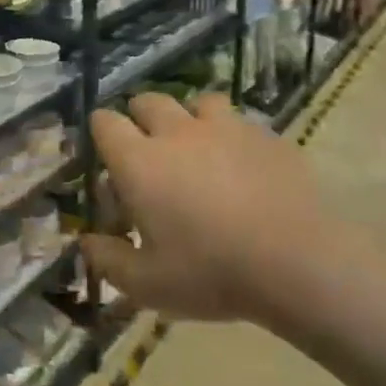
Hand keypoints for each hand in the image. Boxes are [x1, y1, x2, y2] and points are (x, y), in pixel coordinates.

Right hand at [80, 92, 324, 325]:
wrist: (298, 263)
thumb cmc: (210, 273)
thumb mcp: (146, 284)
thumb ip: (108, 260)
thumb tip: (86, 242)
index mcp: (139, 162)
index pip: (105, 123)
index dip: (101, 133)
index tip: (107, 155)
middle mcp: (177, 133)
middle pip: (148, 101)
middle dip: (140, 119)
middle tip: (148, 152)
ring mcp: (226, 128)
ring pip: (197, 102)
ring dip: (189, 118)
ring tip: (197, 149)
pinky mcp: (266, 136)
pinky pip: (239, 121)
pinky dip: (231, 135)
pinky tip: (241, 166)